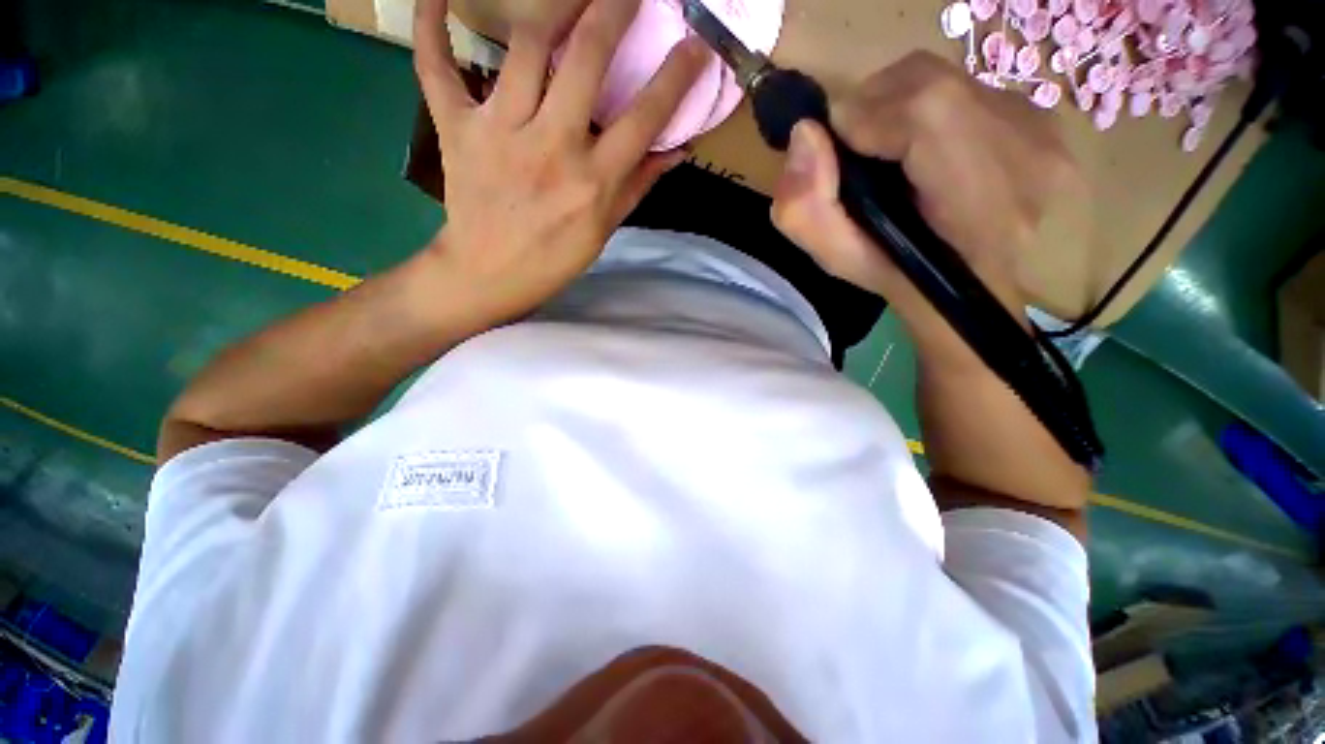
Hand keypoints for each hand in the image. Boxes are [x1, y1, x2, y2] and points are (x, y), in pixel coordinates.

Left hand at [413, 0, 708, 323]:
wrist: (489, 274)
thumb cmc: (555, 258)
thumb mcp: (606, 229)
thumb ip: (639, 184)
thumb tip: (676, 148)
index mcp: (593, 182)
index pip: (643, 119)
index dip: (675, 77)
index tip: (696, 44)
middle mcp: (551, 148)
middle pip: (585, 59)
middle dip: (614, 10)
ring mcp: (499, 132)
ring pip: (526, 46)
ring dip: (555, 4)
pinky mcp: (457, 128)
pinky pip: (436, 64)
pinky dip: (430, 22)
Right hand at [770, 52, 1087, 359]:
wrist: (973, 285)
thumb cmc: (902, 280)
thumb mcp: (838, 261)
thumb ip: (805, 210)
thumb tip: (805, 133)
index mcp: (977, 207)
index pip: (926, 114)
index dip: (865, 117)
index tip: (836, 149)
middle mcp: (1027, 154)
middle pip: (929, 82)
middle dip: (872, 105)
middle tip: (853, 148)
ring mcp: (1042, 131)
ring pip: (945, 77)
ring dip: (897, 104)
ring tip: (883, 148)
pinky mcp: (1042, 118)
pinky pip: (966, 86)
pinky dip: (927, 107)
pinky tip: (919, 147)